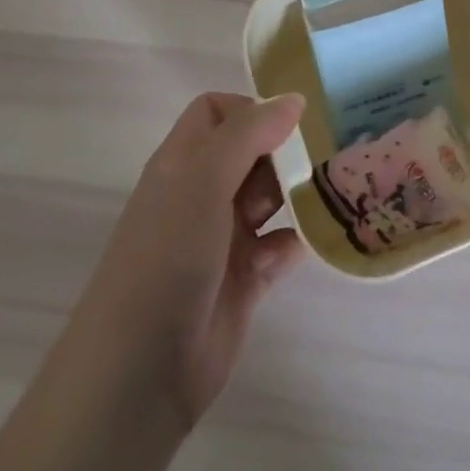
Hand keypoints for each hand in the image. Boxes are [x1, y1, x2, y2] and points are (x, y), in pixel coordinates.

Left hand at [71, 92, 308, 434]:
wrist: (139, 372)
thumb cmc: (167, 257)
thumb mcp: (204, 180)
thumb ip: (249, 133)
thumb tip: (294, 99)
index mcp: (183, 163)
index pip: (216, 113)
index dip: (251, 110)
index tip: (288, 126)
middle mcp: (201, 194)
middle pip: (250, 153)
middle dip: (283, 153)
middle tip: (318, 161)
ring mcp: (222, 239)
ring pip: (269, 199)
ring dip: (296, 195)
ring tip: (330, 194)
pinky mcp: (242, 280)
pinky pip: (280, 247)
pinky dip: (295, 242)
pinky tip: (304, 246)